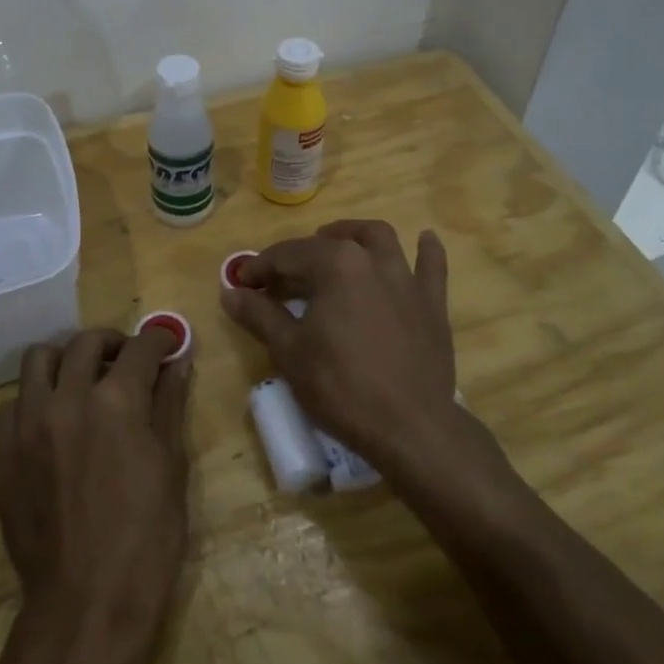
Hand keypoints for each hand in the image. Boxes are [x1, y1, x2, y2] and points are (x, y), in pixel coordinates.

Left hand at [0, 327, 191, 657]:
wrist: (86, 606)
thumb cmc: (147, 541)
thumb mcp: (171, 468)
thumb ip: (169, 406)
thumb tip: (178, 363)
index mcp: (117, 402)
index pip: (141, 348)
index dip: (160, 340)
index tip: (168, 344)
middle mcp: (68, 399)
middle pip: (86, 342)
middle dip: (114, 343)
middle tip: (128, 361)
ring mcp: (29, 425)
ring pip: (39, 359)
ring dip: (66, 360)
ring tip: (83, 381)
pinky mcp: (3, 453)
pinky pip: (13, 404)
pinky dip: (35, 400)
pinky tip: (53, 423)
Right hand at [221, 219, 457, 462]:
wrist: (411, 427)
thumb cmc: (341, 386)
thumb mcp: (289, 351)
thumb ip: (259, 314)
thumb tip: (230, 291)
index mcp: (335, 264)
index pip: (287, 255)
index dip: (259, 267)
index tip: (242, 284)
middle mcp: (372, 259)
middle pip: (330, 244)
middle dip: (300, 255)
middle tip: (282, 280)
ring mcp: (406, 278)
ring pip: (379, 239)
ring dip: (354, 236)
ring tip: (337, 244)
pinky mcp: (432, 303)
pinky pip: (432, 267)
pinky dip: (426, 250)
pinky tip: (425, 239)